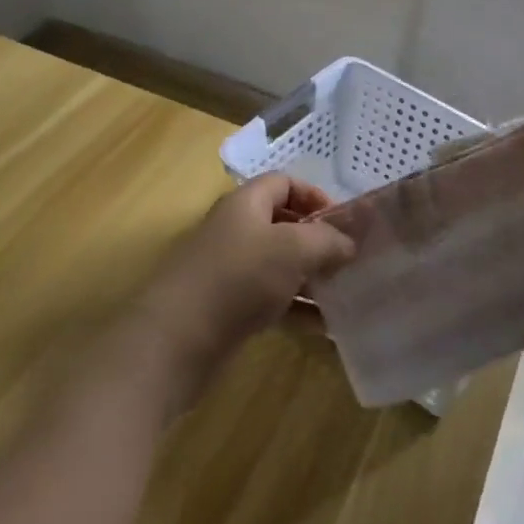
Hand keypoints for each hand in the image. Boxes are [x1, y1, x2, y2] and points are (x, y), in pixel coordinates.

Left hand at [128, 174, 354, 412]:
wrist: (175, 341)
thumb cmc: (238, 279)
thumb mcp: (293, 249)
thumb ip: (328, 240)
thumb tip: (349, 243)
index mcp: (246, 204)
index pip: (285, 183)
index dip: (316, 196)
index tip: (343, 223)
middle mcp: (236, 230)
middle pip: (284, 224)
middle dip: (318, 241)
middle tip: (348, 261)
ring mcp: (229, 270)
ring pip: (279, 265)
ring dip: (311, 278)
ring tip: (344, 295)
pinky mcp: (227, 307)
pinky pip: (270, 299)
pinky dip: (296, 308)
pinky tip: (323, 327)